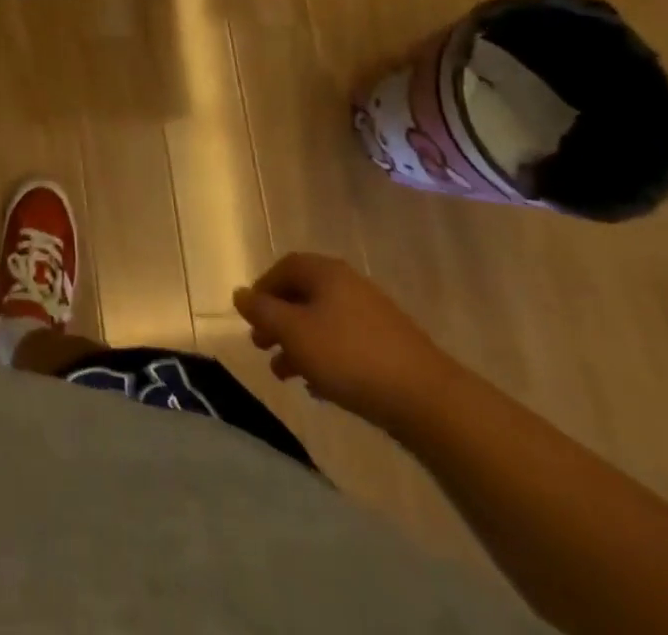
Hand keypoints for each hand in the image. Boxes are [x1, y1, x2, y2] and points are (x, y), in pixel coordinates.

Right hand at [233, 252, 458, 432]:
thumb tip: (240, 294)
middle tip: (262, 346)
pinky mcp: (390, 348)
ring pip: (323, 324)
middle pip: (303, 296)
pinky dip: (325, 360)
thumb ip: (262, 311)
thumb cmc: (349, 356)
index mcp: (326, 273)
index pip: (284, 268)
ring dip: (299, 345)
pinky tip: (318, 389)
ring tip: (284, 375)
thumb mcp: (293, 332)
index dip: (262, 289)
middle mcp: (349, 286)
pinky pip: (345, 345)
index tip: (249, 317)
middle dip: (278, 321)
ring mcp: (373, 317)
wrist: (427, 400)